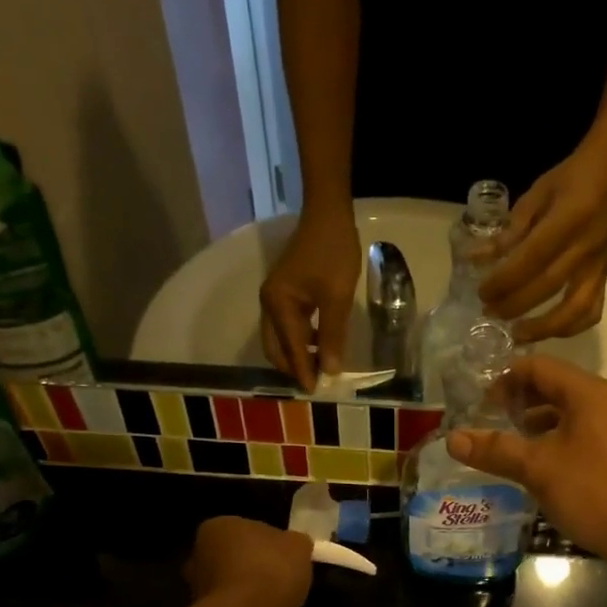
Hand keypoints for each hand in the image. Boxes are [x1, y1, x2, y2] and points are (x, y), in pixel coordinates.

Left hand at [185, 517, 313, 606]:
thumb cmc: (270, 569)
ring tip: (280, 598)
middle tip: (281, 576)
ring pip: (233, 584)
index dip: (268, 541)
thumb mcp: (299, 545)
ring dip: (251, 590)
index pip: (245, 528)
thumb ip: (295, 542)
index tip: (285, 554)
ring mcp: (200, 588)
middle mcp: (200, 554)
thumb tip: (293, 546)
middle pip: (234, 557)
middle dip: (254, 565)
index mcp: (218, 527)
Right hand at [259, 209, 361, 390]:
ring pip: (281, 339)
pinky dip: (301, 341)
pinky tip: (321, 345)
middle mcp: (269, 304)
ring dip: (298, 355)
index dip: (304, 372)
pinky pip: (288, 327)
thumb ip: (332, 336)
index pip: (290, 349)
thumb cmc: (333, 252)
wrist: (328, 213)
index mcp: (277, 305)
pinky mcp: (285, 294)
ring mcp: (275, 298)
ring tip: (322, 368)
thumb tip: (330, 371)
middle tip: (319, 383)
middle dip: (295, 368)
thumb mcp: (337, 298)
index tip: (316, 392)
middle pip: (276, 349)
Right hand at [447, 355, 606, 567]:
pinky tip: (528, 465)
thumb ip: (495, 450)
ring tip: (499, 443)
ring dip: (529, 424)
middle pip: (549, 387)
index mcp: (586, 393)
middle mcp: (599, 403)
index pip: (537, 367)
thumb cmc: (594, 491)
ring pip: (560, 414)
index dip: (503, 379)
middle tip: (482, 421)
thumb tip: (452, 438)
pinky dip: (546, 442)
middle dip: (514, 401)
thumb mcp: (538, 468)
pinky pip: (571, 436)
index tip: (475, 402)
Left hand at [477, 146, 606, 342]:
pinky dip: (571, 328)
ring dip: (543, 327)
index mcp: (568, 219)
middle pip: (548, 286)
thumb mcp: (535, 196)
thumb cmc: (569, 181)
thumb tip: (476, 258)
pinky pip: (592, 311)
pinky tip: (548, 332)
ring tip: (516, 334)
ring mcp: (598, 265)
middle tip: (489, 313)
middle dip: (515, 305)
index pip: (531, 258)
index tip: (482, 292)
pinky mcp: (605, 277)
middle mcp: (585, 247)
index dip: (505, 280)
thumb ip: (508, 231)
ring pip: (575, 308)